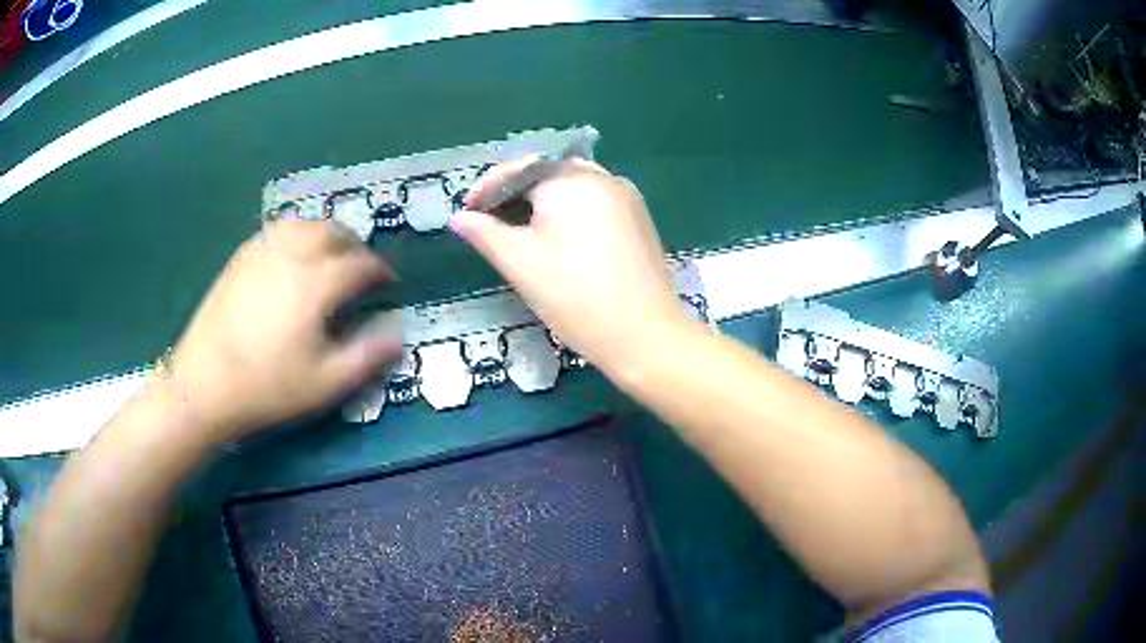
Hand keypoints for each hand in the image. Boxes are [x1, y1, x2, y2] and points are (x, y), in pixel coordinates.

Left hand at [166, 219, 401, 441]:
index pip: (358, 264)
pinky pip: (275, 232)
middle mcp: (290, 256)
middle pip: (331, 231)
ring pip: (302, 224)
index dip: (380, 270)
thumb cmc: (267, 388)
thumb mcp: (325, 384)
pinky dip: (295, 235)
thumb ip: (367, 356)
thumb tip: (398, 333)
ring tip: (330, 252)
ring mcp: (260, 254)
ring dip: (324, 232)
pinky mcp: (239, 260)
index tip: (389, 282)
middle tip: (362, 263)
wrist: (204, 386)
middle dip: (354, 243)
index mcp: (314, 284)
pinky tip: (292, 255)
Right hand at [448, 158, 689, 371]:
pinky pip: (594, 203)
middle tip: (489, 223)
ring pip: (572, 188)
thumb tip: (458, 218)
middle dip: (514, 194)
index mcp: (572, 179)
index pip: (520, 169)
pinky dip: (569, 212)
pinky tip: (558, 240)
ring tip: (518, 232)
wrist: (645, 336)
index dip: (488, 188)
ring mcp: (627, 197)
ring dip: (541, 203)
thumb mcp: (521, 263)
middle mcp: (603, 177)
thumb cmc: (576, 298)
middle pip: (547, 174)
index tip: (467, 212)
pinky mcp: (639, 219)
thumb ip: (485, 234)